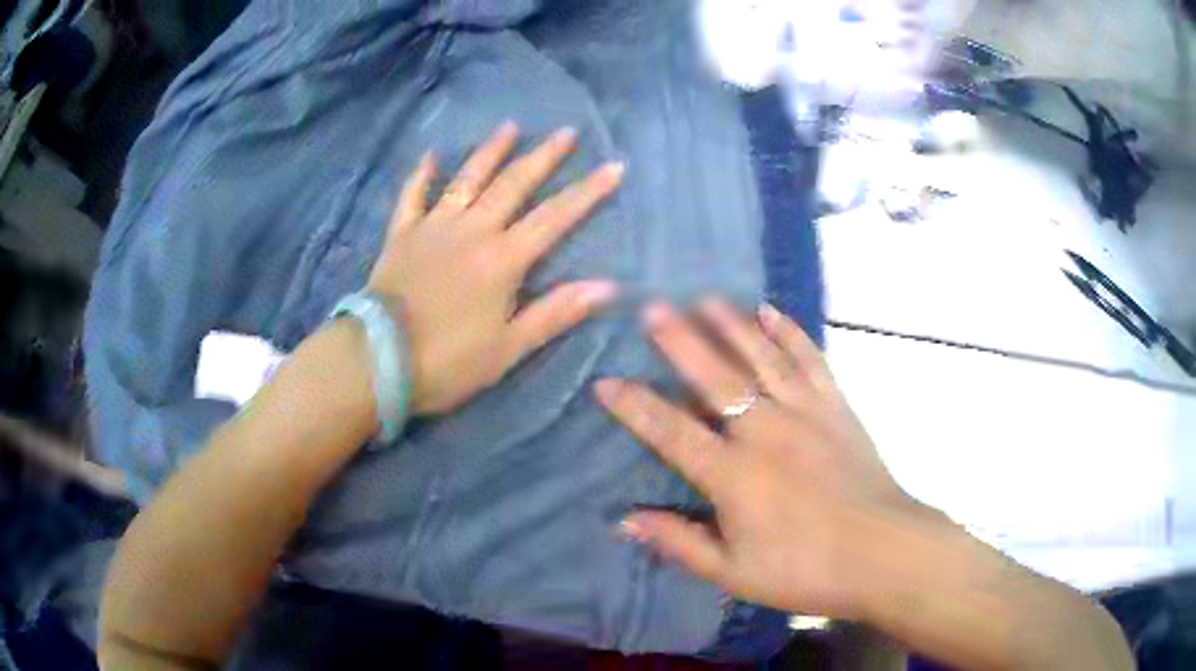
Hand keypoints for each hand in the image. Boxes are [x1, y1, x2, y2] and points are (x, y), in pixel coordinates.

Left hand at [368, 123, 624, 414]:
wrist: (379, 359)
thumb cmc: (447, 361)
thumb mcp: (508, 348)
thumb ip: (555, 313)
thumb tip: (607, 287)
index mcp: (503, 259)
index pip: (555, 218)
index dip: (588, 192)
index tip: (614, 166)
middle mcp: (473, 230)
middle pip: (514, 185)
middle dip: (544, 157)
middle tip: (566, 131)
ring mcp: (434, 227)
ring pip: (467, 179)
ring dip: (490, 151)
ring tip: (510, 126)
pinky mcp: (402, 234)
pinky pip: (413, 196)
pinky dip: (422, 174)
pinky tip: (431, 154)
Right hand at [595, 299, 930, 619]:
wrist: (883, 552)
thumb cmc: (805, 569)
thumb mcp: (733, 572)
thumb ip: (680, 542)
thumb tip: (626, 520)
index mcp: (733, 475)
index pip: (671, 432)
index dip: (635, 406)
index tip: (606, 382)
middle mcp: (765, 432)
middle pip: (714, 377)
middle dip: (679, 340)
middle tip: (652, 307)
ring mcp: (805, 413)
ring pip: (761, 357)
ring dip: (730, 324)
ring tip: (704, 298)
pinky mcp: (836, 407)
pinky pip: (809, 359)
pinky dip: (789, 333)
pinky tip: (771, 312)